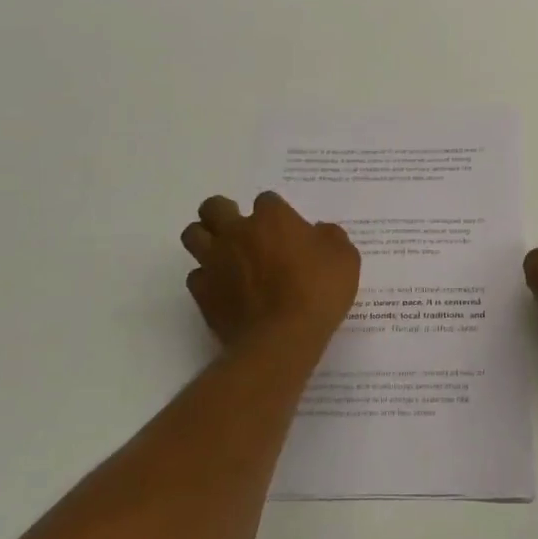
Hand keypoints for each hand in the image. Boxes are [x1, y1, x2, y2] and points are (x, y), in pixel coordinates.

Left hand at [181, 192, 360, 349]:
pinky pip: (196, 275)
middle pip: (213, 207)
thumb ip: (330, 237)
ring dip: (206, 239)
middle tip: (242, 231)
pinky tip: (224, 289)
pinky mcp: (202, 293)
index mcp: (272, 218)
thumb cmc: (318, 291)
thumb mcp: (345, 258)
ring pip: (193, 235)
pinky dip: (207, 279)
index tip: (288, 230)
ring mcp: (215, 261)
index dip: (276, 213)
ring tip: (225, 254)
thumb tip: (318, 231)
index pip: (266, 200)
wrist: (282, 339)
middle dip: (224, 213)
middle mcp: (237, 232)